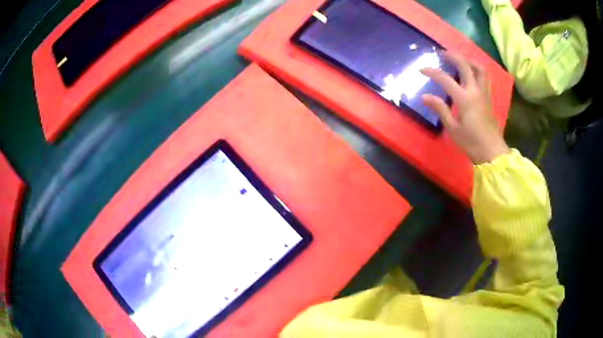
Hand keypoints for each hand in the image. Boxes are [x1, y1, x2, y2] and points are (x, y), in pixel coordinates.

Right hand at [421, 52, 509, 164]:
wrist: (492, 152)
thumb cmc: (471, 143)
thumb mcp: (453, 128)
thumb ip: (440, 109)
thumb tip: (424, 96)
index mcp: (464, 99)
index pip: (445, 79)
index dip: (432, 72)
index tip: (422, 69)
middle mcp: (475, 91)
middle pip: (465, 66)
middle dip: (453, 56)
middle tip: (443, 53)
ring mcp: (484, 93)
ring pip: (479, 69)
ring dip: (469, 60)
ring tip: (460, 60)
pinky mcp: (489, 98)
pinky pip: (485, 77)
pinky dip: (478, 70)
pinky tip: (472, 73)